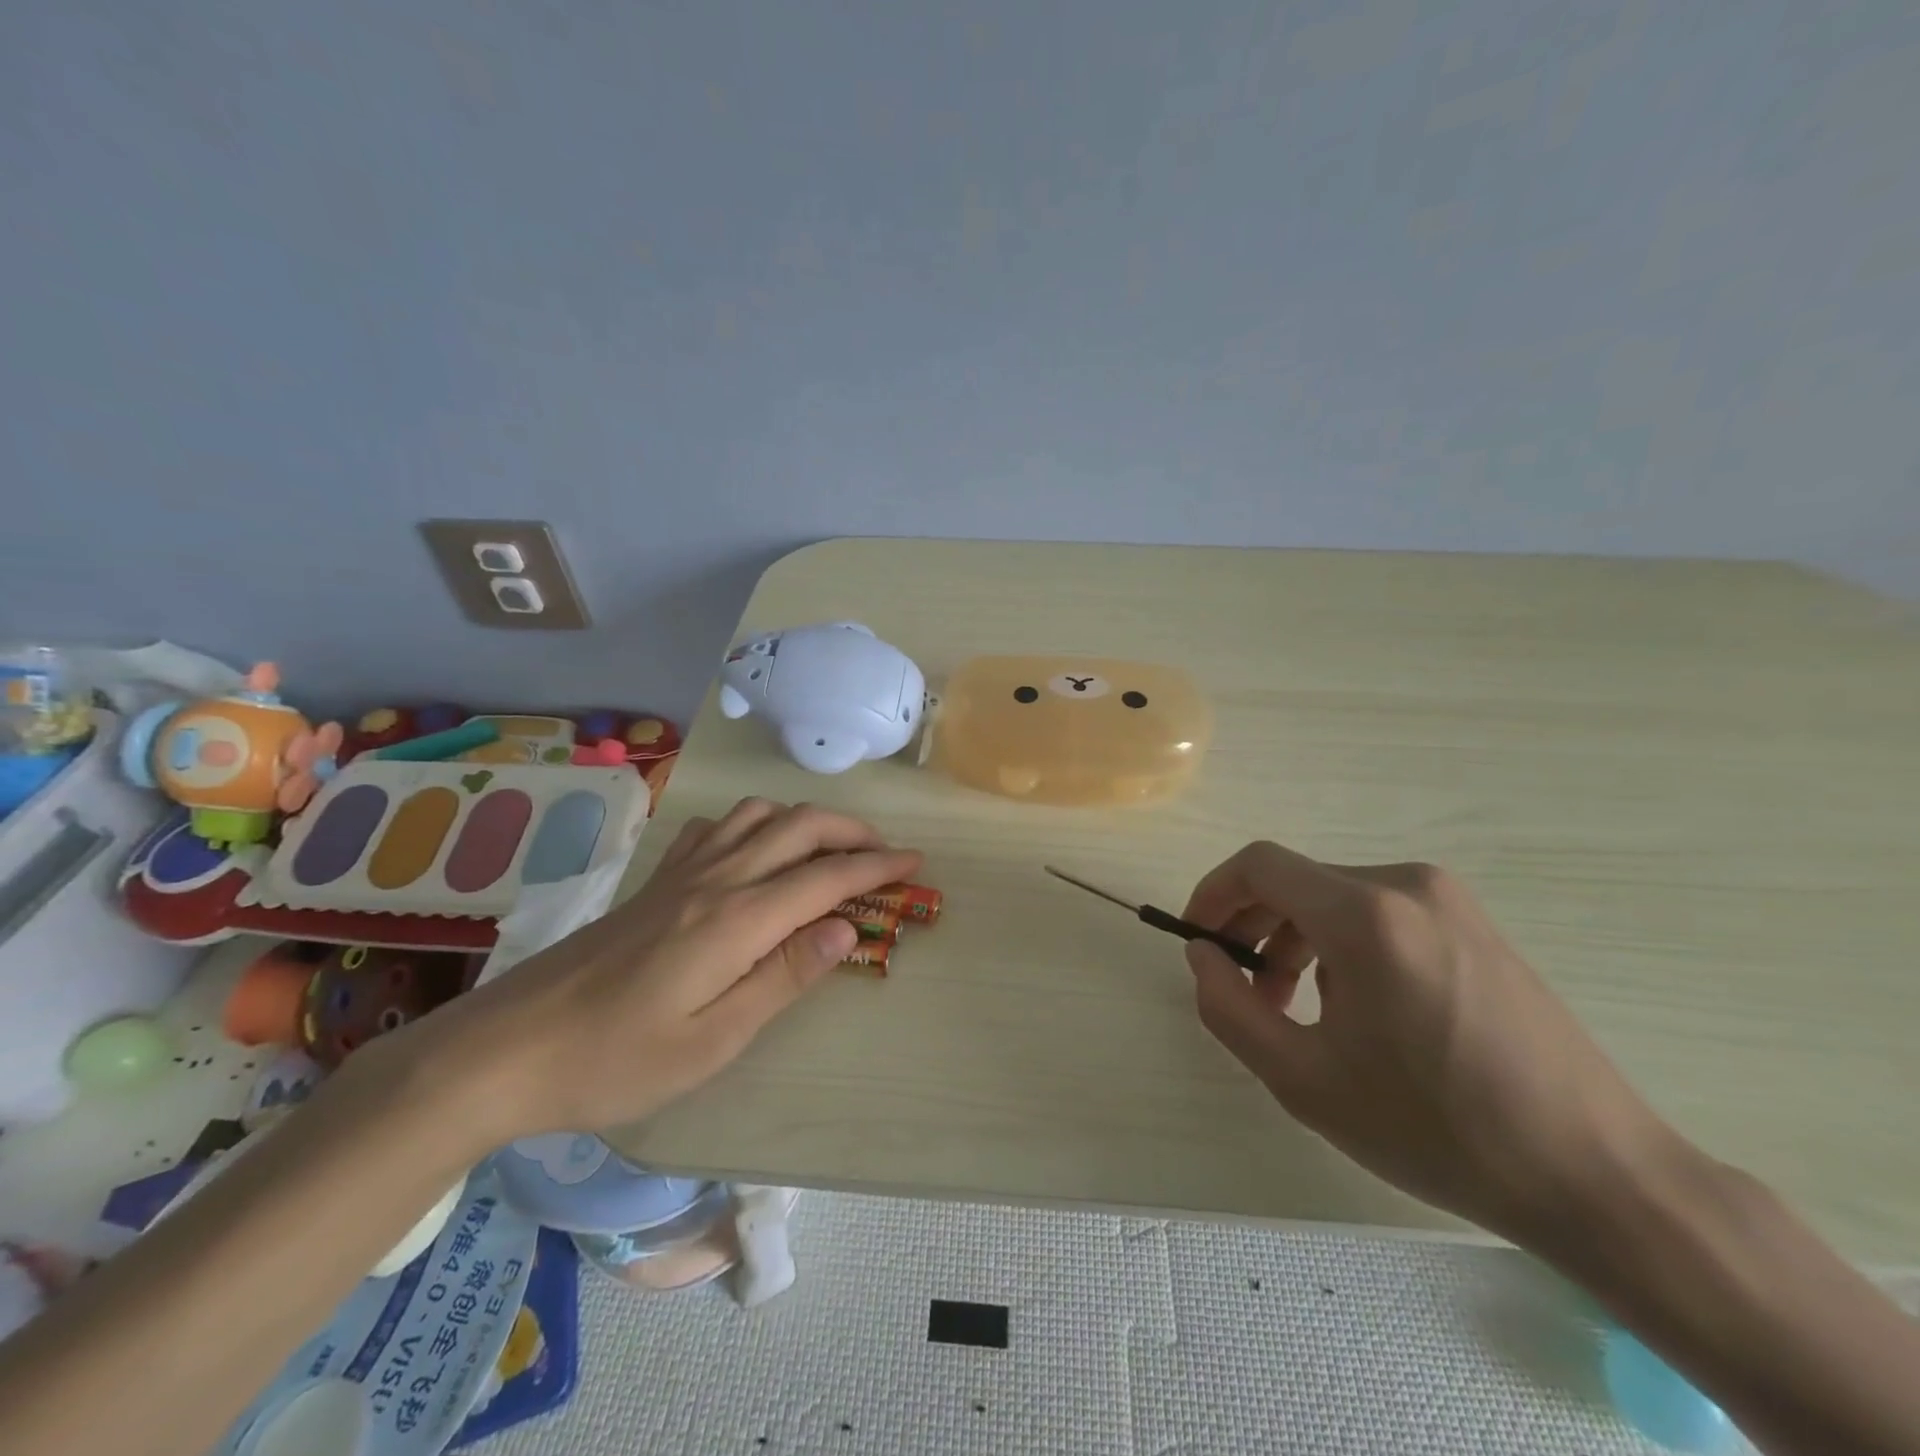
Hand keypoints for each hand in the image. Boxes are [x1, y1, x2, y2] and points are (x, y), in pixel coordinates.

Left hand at [409, 798, 920, 1147]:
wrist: (509, 1047)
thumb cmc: (617, 1059)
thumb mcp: (713, 1041)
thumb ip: (785, 976)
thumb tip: (846, 929)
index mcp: (737, 921)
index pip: (827, 878)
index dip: (878, 867)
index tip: (915, 864)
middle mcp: (717, 880)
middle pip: (800, 828)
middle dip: (853, 832)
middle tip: (886, 852)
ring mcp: (682, 873)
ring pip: (760, 815)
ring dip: (807, 821)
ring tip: (831, 848)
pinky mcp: (657, 880)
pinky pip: (719, 826)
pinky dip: (756, 823)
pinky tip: (757, 848)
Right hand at [1182, 842, 1679, 1243]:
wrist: (1598, 1176)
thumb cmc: (1438, 1129)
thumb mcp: (1304, 1080)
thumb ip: (1228, 1008)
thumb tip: (1203, 954)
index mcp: (1366, 916)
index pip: (1260, 866)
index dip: (1213, 894)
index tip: (1198, 942)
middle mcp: (1407, 886)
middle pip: (1297, 882)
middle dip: (1253, 927)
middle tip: (1243, 991)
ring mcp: (1449, 901)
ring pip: (1335, 898)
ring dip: (1296, 940)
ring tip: (1296, 1009)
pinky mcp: (1474, 924)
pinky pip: (1379, 912)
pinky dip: (1341, 944)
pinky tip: (1356, 1009)